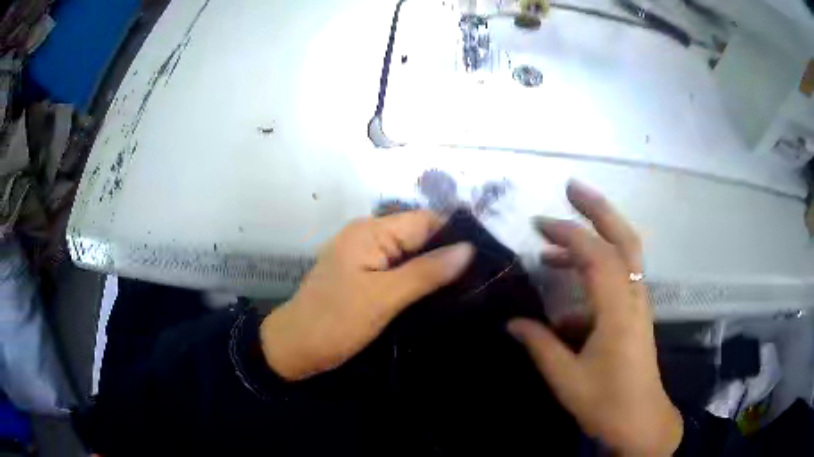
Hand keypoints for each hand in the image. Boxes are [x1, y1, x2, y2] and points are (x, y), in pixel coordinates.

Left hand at [260, 211, 473, 380]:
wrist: (295, 348)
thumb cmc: (335, 322)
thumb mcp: (383, 298)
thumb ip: (426, 272)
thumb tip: (468, 249)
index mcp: (371, 232)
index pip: (425, 220)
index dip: (455, 235)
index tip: (485, 257)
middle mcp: (369, 236)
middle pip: (419, 236)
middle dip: (448, 254)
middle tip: (482, 277)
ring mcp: (365, 257)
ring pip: (411, 255)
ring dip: (435, 269)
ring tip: (470, 287)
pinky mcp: (364, 277)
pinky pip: (399, 270)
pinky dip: (418, 280)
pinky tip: (440, 295)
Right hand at [508, 181, 682, 455]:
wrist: (641, 420)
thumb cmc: (607, 403)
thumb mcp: (566, 379)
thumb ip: (540, 346)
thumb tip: (512, 322)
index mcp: (618, 311)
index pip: (597, 256)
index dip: (568, 234)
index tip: (537, 224)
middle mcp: (633, 297)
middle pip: (625, 238)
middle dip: (598, 209)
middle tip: (571, 189)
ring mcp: (637, 303)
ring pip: (624, 254)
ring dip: (594, 237)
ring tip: (554, 241)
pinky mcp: (635, 313)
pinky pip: (617, 277)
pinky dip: (593, 270)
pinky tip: (566, 293)